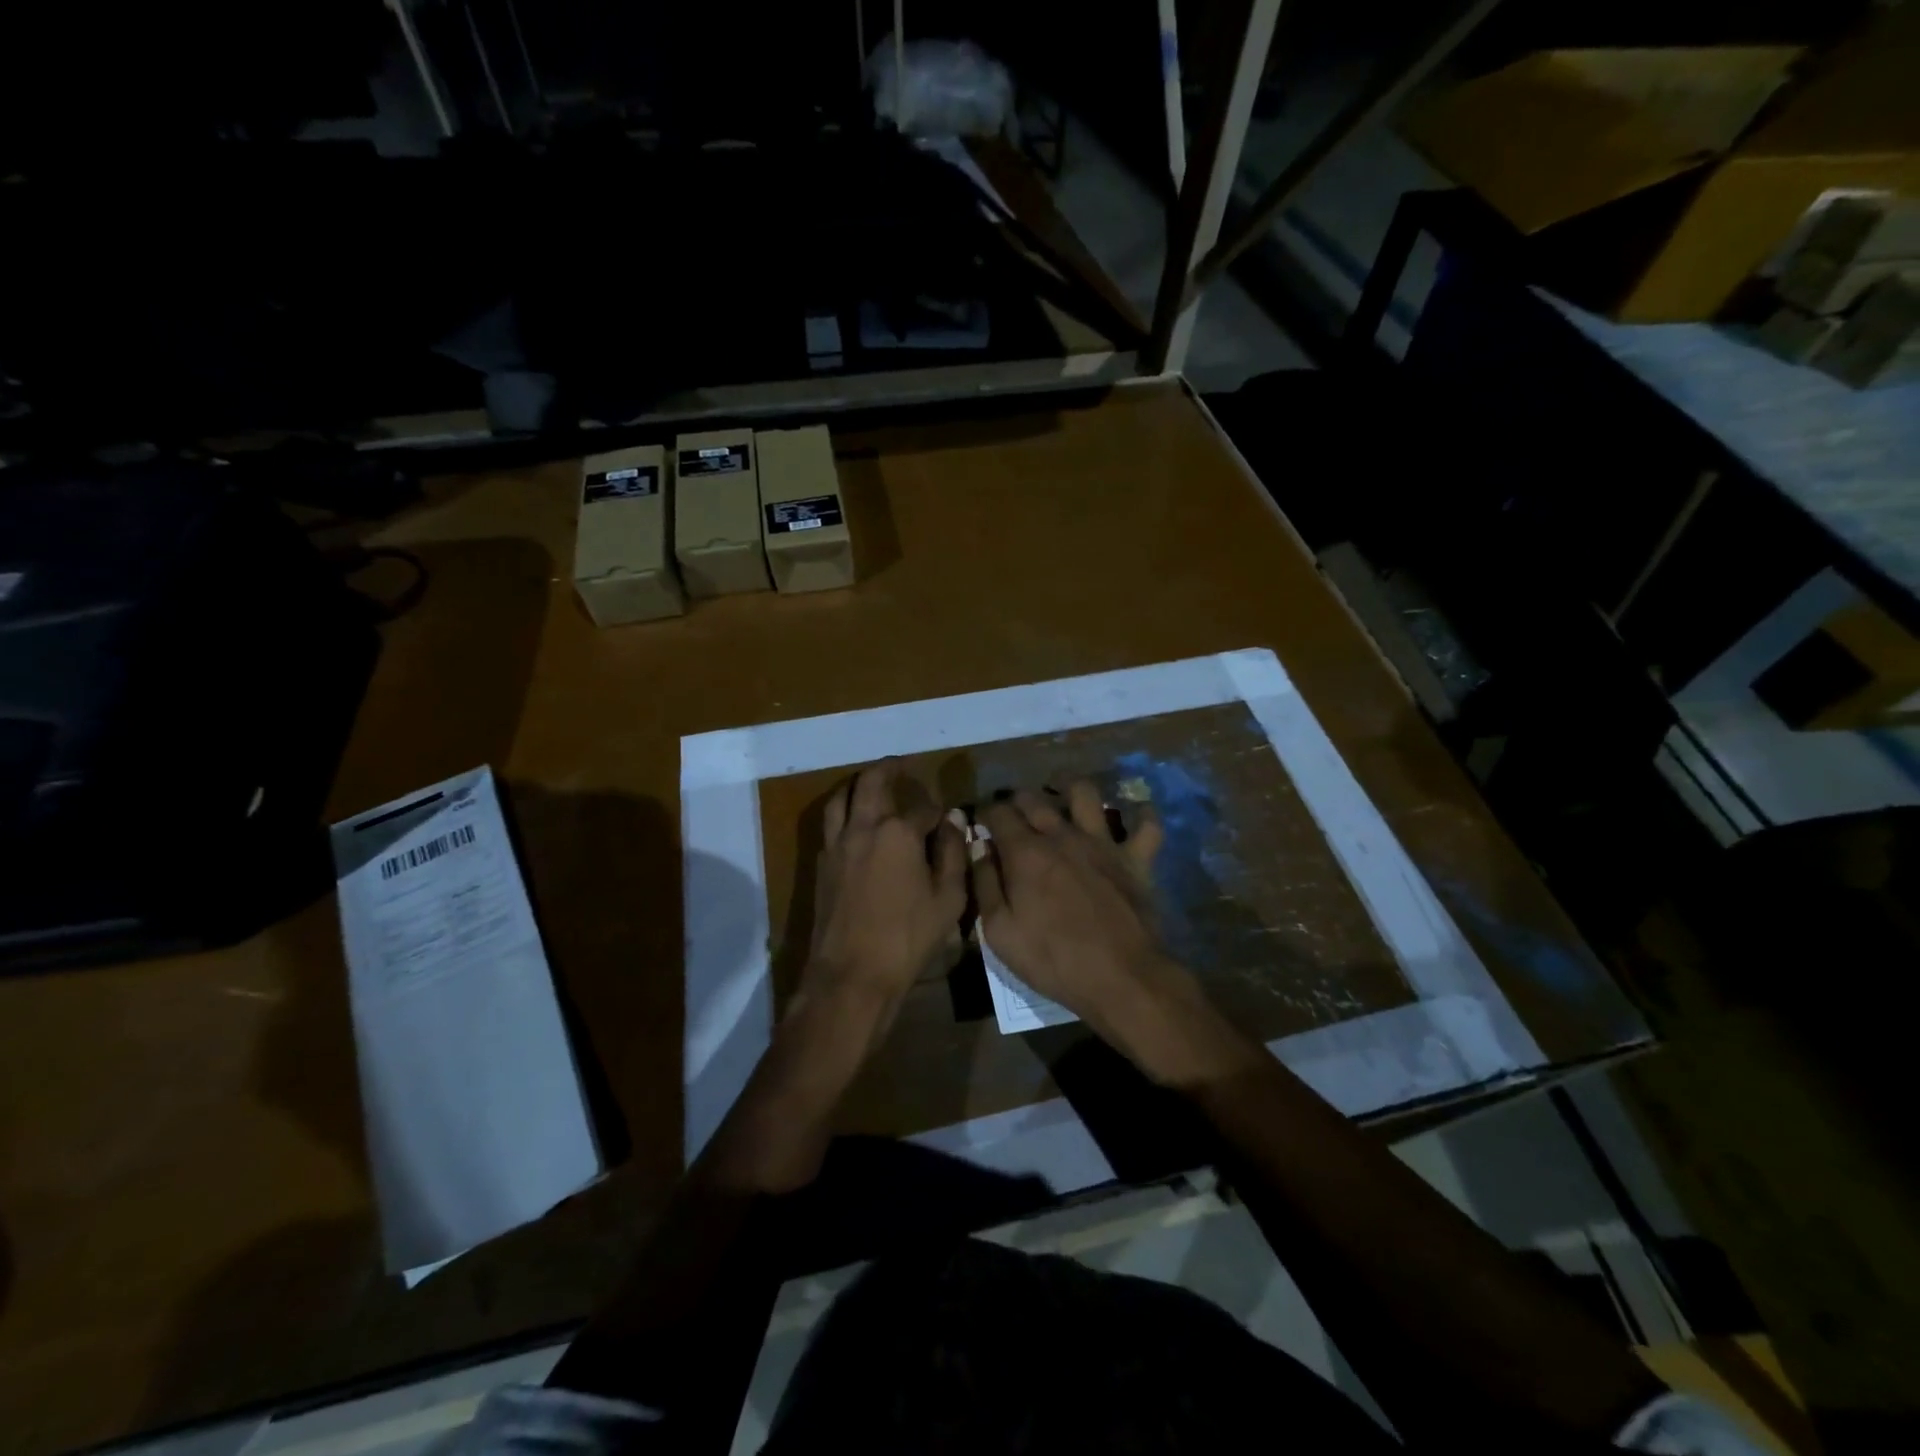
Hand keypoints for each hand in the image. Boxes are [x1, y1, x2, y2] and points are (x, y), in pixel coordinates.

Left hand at [803, 760, 967, 1024]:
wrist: (852, 973)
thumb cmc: (908, 937)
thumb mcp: (948, 899)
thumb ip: (952, 854)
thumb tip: (952, 821)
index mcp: (898, 832)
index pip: (924, 809)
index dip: (939, 812)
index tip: (948, 820)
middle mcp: (864, 827)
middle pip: (873, 782)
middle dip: (890, 769)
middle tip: (901, 765)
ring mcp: (837, 844)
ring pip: (842, 796)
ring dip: (858, 784)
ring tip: (872, 783)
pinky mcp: (822, 863)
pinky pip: (831, 822)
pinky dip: (844, 810)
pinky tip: (855, 823)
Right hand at [974, 783, 1173, 1030]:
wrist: (1120, 978)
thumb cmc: (1053, 959)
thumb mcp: (999, 932)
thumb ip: (985, 884)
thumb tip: (979, 848)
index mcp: (1025, 852)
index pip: (997, 813)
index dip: (985, 813)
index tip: (981, 823)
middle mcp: (1062, 835)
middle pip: (1034, 798)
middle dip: (1017, 799)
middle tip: (1013, 813)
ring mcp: (1103, 843)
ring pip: (1086, 793)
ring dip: (1070, 786)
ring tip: (1062, 792)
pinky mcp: (1136, 858)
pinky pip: (1147, 825)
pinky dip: (1142, 815)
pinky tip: (1133, 814)